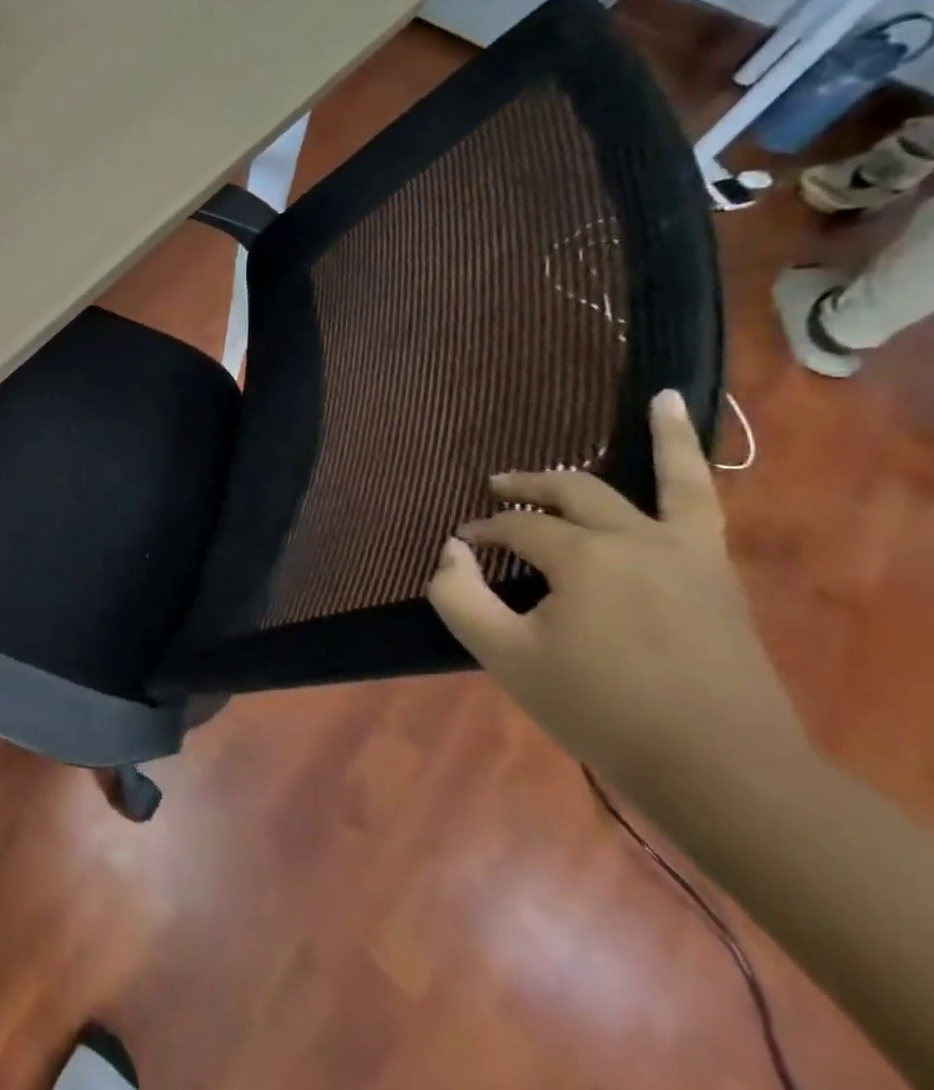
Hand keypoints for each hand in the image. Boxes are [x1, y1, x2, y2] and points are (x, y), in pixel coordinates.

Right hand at [426, 390, 807, 788]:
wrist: (720, 771)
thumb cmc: (600, 708)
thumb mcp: (504, 655)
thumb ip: (458, 596)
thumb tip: (450, 552)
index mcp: (582, 557)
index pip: (515, 529)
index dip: (481, 535)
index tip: (461, 553)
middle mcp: (635, 539)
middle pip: (571, 493)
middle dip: (526, 489)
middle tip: (495, 489)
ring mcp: (686, 553)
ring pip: (664, 481)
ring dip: (654, 440)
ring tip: (656, 400)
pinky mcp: (716, 574)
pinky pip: (705, 506)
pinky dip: (697, 465)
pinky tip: (699, 437)